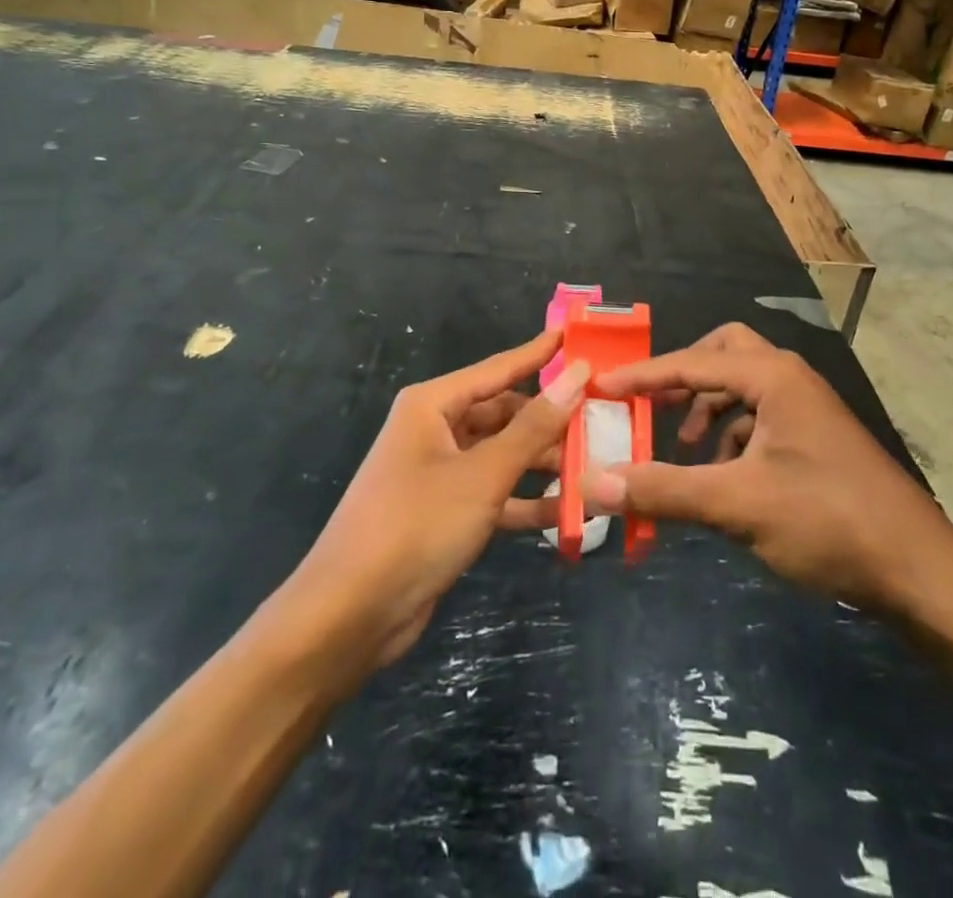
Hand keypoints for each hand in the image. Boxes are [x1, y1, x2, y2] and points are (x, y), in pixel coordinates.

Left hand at [281, 329, 588, 673]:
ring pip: (503, 454)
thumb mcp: (482, 474)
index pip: (499, 368)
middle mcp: (436, 430)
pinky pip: (495, 493)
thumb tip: (577, 375)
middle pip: (504, 413)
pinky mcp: (446, 512)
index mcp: (433, 405)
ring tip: (596, 465)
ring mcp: (440, 472)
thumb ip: (534, 427)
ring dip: (543, 463)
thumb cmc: (415, 526)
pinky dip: (526, 501)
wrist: (349, 616)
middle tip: (603, 418)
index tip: (578, 336)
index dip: (540, 353)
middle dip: (550, 419)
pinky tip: (569, 512)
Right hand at [580, 323, 952, 617]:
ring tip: (685, 450)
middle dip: (683, 376)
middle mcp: (789, 378)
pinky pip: (760, 417)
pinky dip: (732, 436)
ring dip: (707, 409)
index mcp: (772, 376)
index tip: (601, 387)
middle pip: (723, 353)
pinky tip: (724, 477)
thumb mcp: (737, 504)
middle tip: (652, 405)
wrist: (917, 570)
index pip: (691, 362)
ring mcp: (807, 408)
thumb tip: (594, 483)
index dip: (642, 375)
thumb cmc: (827, 521)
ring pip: (742, 387)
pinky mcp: (815, 438)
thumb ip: (664, 490)